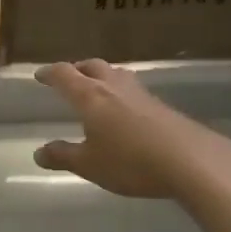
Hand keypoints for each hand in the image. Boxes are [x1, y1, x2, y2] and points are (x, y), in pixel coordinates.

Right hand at [33, 60, 230, 198]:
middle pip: (93, 66)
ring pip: (116, 75)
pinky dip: (121, 93)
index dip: (50, 73)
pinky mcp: (162, 106)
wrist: (191, 161)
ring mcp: (141, 94)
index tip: (40, 75)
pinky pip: (134, 91)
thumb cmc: (130, 161)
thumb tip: (39, 152)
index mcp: (91, 96)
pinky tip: (125, 111)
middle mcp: (115, 87)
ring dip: (102, 77)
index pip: (65, 75)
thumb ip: (63, 156)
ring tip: (97, 90)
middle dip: (77, 69)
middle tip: (69, 77)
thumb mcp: (89, 165)